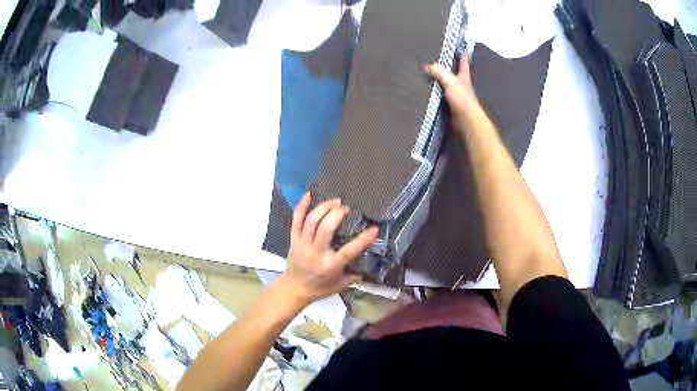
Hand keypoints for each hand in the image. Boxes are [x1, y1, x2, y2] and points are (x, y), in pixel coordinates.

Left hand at [278, 192, 378, 305]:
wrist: (293, 289)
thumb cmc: (319, 288)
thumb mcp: (340, 285)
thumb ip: (354, 276)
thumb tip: (369, 268)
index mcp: (330, 265)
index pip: (348, 250)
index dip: (363, 239)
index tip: (374, 228)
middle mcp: (316, 253)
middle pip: (326, 228)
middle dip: (337, 214)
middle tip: (346, 208)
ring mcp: (303, 244)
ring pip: (311, 221)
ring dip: (324, 207)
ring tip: (335, 201)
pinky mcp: (294, 239)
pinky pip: (296, 220)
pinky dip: (301, 206)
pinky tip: (309, 194)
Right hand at [424, 56, 486, 133]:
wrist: (466, 121)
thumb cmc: (462, 100)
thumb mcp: (450, 82)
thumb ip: (439, 72)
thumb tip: (427, 66)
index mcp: (464, 78)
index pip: (464, 64)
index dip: (463, 57)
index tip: (462, 51)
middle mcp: (462, 86)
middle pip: (456, 74)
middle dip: (451, 68)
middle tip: (442, 61)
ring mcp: (457, 97)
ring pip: (448, 85)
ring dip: (441, 81)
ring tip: (430, 75)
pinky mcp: (451, 107)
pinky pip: (442, 97)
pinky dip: (437, 93)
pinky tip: (429, 92)